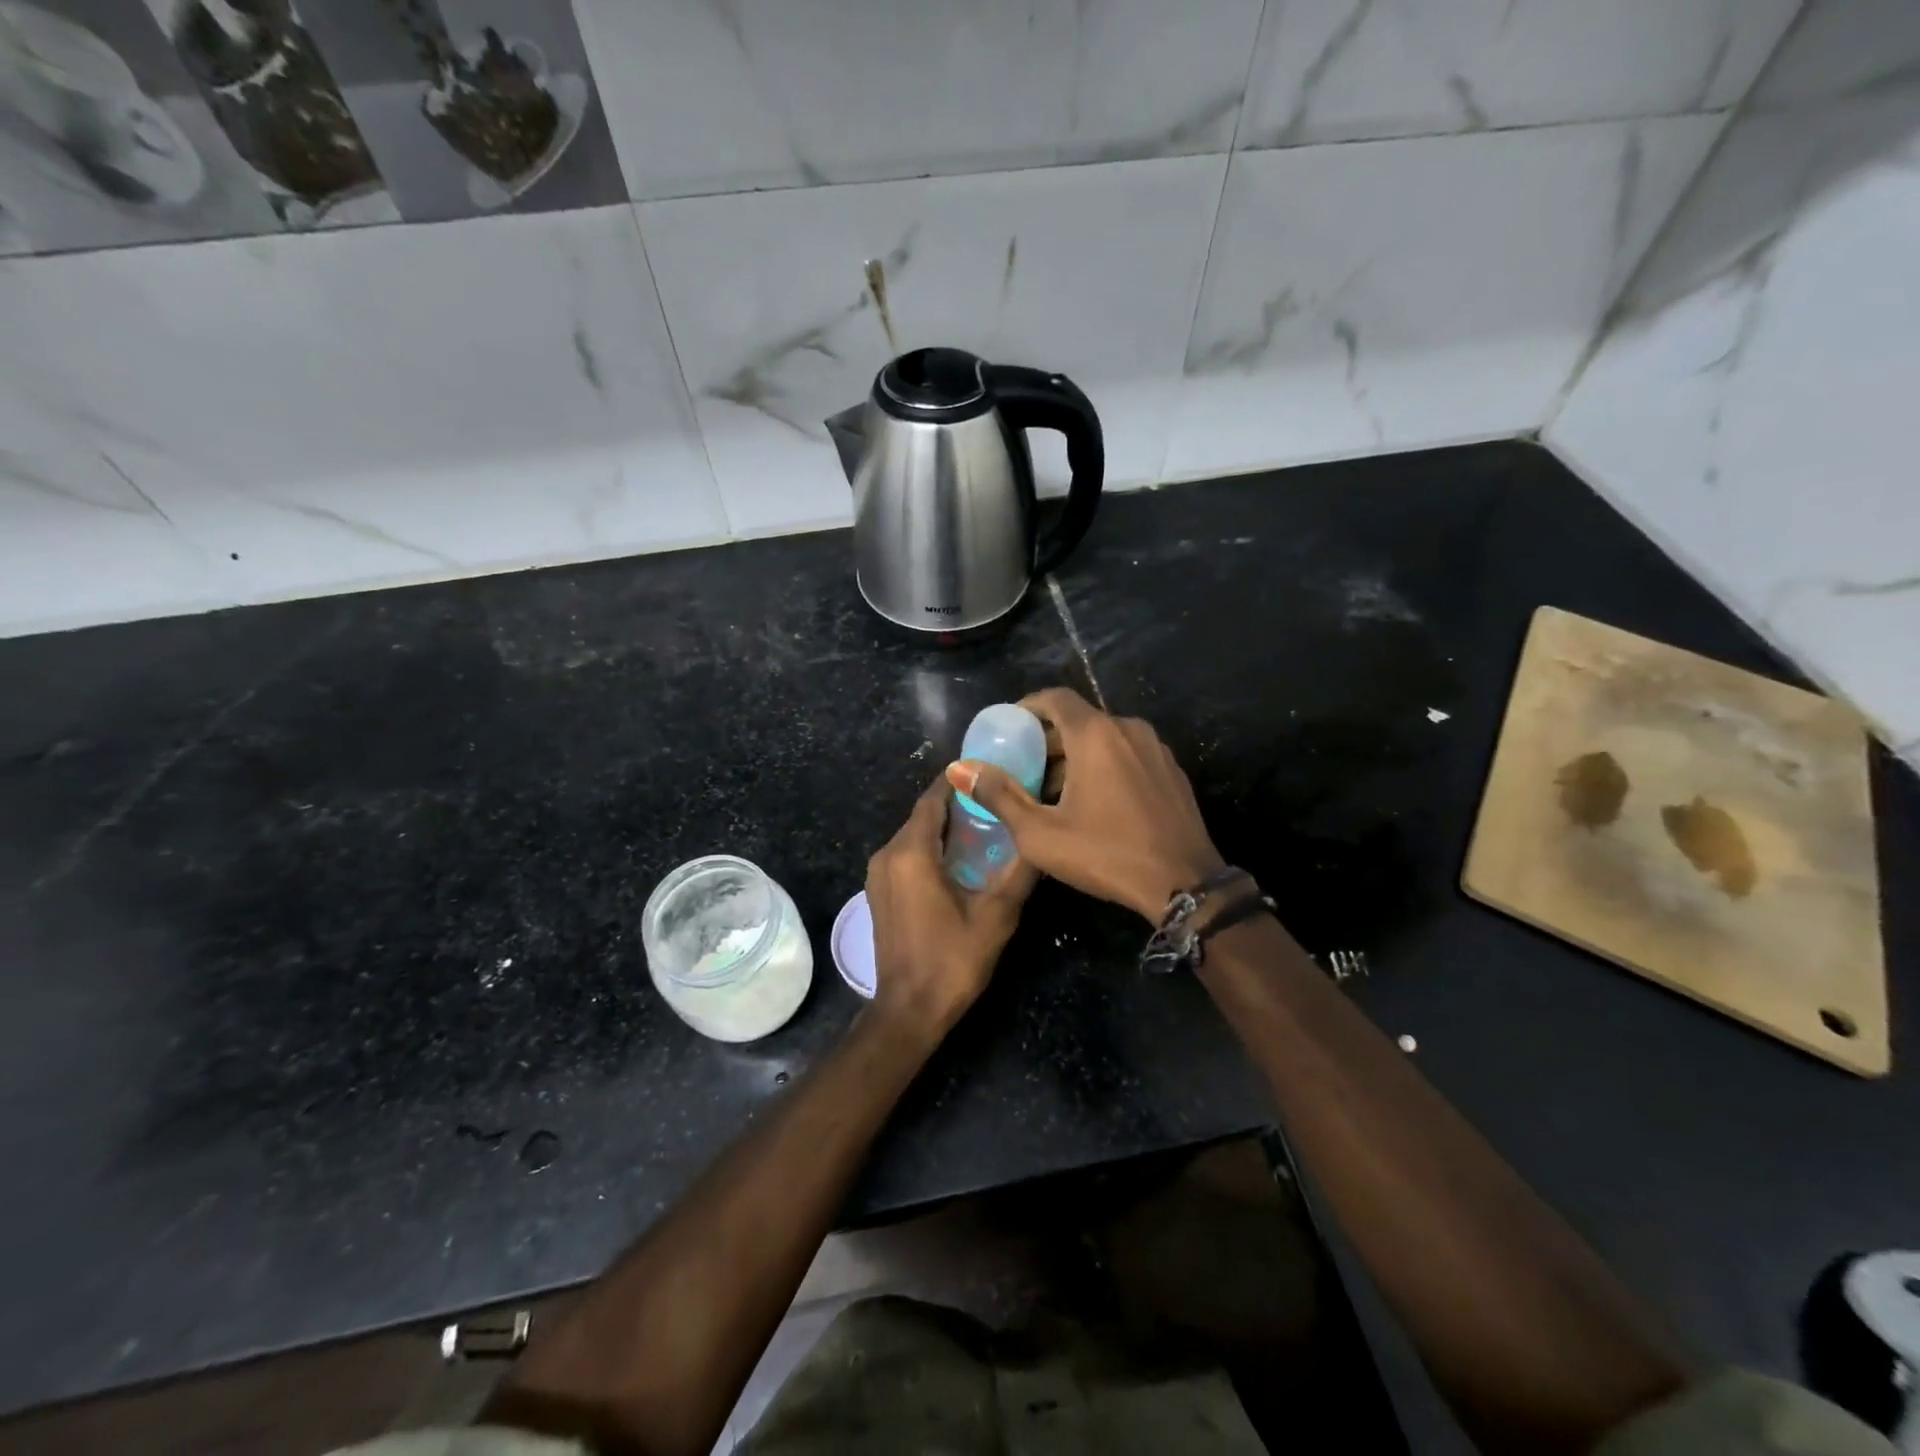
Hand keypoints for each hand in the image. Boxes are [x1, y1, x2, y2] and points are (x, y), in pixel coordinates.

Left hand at [865, 775, 1037, 1038]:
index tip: (988, 770)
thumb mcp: (996, 915)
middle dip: (956, 803)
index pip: (933, 799)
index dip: (958, 781)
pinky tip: (960, 857)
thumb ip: (1019, 871)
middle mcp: (887, 855)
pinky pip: (906, 854)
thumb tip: (1042, 838)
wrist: (908, 1010)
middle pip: (923, 815)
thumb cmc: (952, 960)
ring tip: (984, 823)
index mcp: (911, 853)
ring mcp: (878, 874)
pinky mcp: (879, 891)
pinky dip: (930, 846)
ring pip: (914, 834)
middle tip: (996, 797)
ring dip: (945, 826)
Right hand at [945, 687, 1223, 921]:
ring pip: (1105, 738)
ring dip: (1076, 755)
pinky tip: (1095, 802)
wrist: (1184, 885)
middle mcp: (1128, 729)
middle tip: (1024, 769)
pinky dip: (1105, 765)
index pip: (1055, 698)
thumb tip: (960, 768)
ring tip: (1054, 792)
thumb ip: (999, 795)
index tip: (1008, 728)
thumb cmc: (1106, 854)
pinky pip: (1128, 754)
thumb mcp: (1040, 833)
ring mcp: (1155, 749)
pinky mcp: (1172, 771)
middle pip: (1079, 720)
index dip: (1027, 707)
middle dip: (1048, 740)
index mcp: (1095, 734)